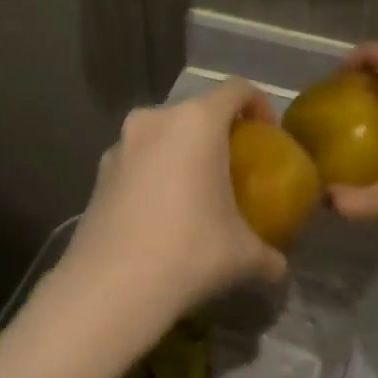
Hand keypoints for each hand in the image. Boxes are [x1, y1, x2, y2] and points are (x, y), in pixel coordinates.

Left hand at [56, 80, 286, 331]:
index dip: (259, 105)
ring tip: (194, 193)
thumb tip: (279, 268)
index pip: (236, 90)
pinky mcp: (97, 173)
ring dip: (181, 154)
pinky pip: (137, 161)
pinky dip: (154, 174)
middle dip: (217, 134)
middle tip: (233, 169)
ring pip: (162, 136)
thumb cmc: (190, 253)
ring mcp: (119, 145)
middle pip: (196, 112)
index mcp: (196, 122)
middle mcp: (154, 121)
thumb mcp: (243, 256)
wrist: (111, 287)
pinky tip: (160, 214)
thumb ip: (269, 256)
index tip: (268, 137)